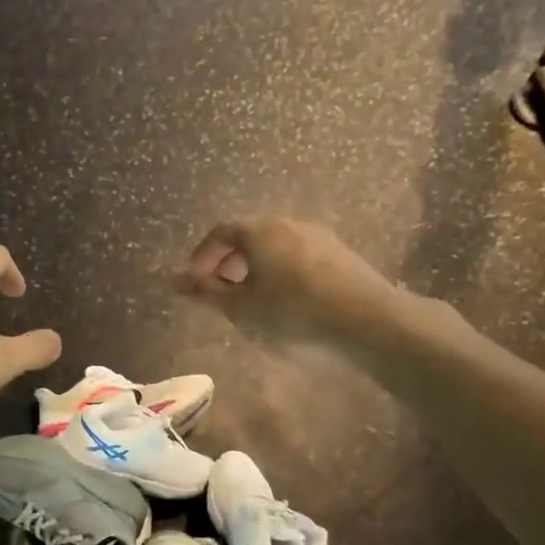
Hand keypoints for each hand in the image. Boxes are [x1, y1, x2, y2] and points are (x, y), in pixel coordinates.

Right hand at [176, 217, 410, 349]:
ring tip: (251, 298)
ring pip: (274, 245)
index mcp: (259, 231)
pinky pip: (297, 254)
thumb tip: (176, 281)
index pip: (220, 233)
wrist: (368, 321)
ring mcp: (318, 236)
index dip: (202, 256)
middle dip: (228, 261)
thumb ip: (207, 292)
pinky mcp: (340, 253)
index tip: (195, 283)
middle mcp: (287, 223)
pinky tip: (286, 300)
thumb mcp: (241, 308)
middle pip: (248, 236)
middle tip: (220, 291)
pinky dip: (280, 270)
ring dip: (255, 267)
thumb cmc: (293, 314)